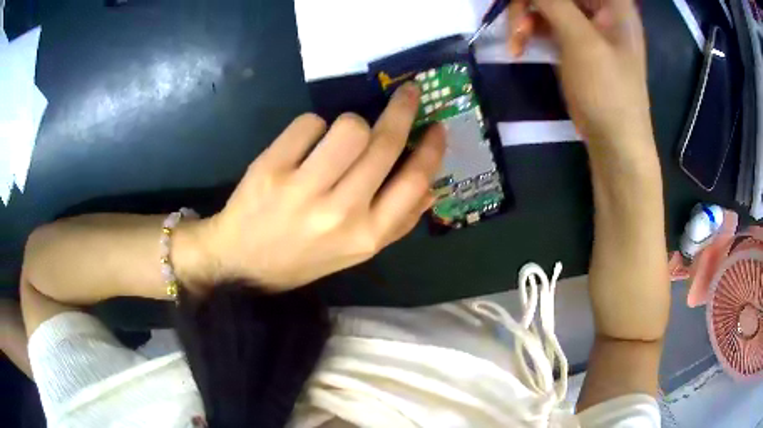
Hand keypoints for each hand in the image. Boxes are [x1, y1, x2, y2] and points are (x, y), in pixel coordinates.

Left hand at [202, 83, 444, 290]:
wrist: (242, 263)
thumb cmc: (302, 257)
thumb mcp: (354, 252)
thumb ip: (396, 223)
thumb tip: (432, 189)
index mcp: (367, 235)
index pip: (414, 182)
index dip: (431, 148)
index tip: (437, 126)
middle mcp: (340, 212)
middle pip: (384, 144)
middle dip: (403, 109)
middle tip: (408, 93)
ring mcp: (303, 189)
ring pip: (350, 127)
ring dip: (352, 122)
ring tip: (341, 135)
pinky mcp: (272, 168)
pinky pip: (309, 123)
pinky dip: (313, 126)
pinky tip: (304, 145)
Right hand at [509, 0, 653, 154]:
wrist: (614, 141)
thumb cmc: (607, 92)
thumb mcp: (581, 41)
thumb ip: (552, 2)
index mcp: (613, 2)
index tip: (525, 5)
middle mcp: (600, 6)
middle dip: (529, 3)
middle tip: (515, 26)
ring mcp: (586, 23)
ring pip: (545, 3)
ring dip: (524, 17)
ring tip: (516, 41)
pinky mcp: (574, 39)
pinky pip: (544, 21)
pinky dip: (529, 30)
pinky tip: (519, 46)